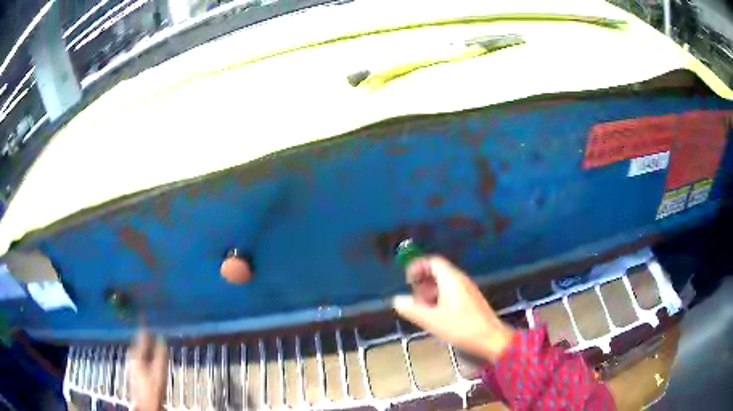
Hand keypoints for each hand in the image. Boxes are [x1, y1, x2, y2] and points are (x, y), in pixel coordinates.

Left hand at [128, 331, 167, 410]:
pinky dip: (146, 353)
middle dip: (148, 335)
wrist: (145, 404)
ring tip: (155, 342)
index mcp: (136, 353)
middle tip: (155, 328)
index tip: (148, 313)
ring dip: (147, 345)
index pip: (142, 333)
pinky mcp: (134, 369)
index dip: (146, 323)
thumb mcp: (159, 370)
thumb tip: (162, 338)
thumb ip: (161, 353)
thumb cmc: (152, 388)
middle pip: (140, 341)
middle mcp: (132, 355)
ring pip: (140, 349)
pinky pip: (140, 355)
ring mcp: (131, 362)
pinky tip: (151, 358)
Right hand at [393, 255, 513, 361]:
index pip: (433, 262)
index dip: (418, 266)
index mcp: (451, 279)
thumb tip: (397, 300)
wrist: (491, 338)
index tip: (407, 279)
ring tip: (422, 308)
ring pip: (445, 283)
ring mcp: (468, 290)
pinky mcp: (471, 300)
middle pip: (438, 271)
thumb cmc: (461, 327)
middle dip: (422, 282)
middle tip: (413, 297)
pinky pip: (452, 292)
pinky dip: (440, 298)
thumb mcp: (432, 320)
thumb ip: (412, 309)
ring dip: (430, 292)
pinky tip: (436, 315)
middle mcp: (460, 280)